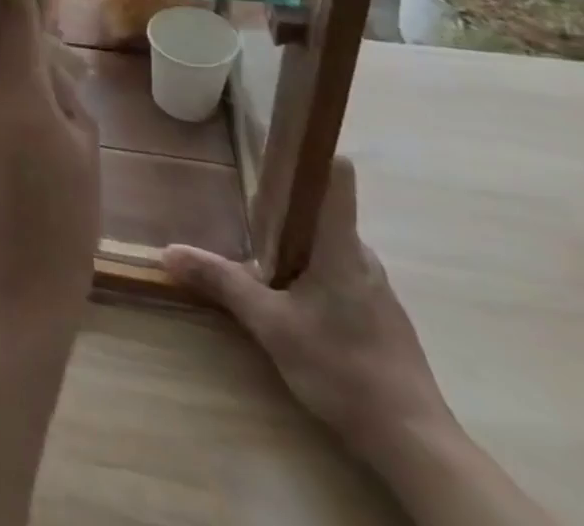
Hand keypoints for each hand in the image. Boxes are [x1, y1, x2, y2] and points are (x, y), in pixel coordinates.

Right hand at [162, 159, 453, 464]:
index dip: (312, 150)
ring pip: (329, 245)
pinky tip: (293, 302)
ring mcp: (376, 287)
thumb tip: (168, 251)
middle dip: (285, 208)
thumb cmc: (343, 369)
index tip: (279, 138)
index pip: (337, 176)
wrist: (415, 445)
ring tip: (261, 259)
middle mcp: (362, 256)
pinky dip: (313, 274)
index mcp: (340, 244)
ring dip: (297, 245)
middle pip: (323, 210)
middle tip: (246, 213)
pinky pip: (340, 273)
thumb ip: (221, 283)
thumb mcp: (270, 325)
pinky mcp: (382, 316)